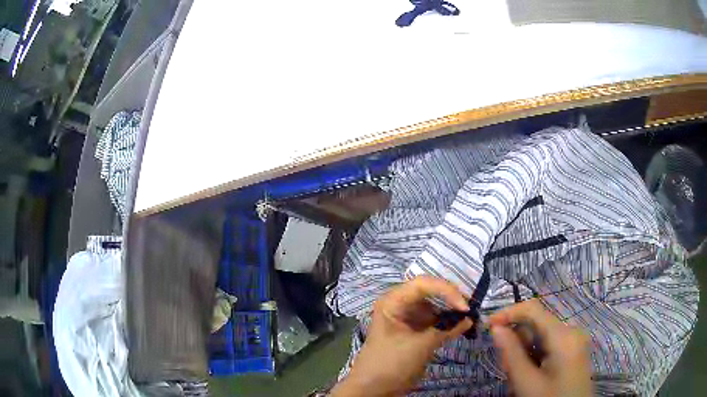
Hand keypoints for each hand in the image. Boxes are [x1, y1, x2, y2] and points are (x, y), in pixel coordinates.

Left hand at [332, 276, 472, 396]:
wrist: (374, 389)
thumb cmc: (391, 363)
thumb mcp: (420, 346)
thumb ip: (446, 330)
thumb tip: (469, 319)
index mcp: (393, 301)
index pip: (423, 284)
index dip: (446, 290)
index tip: (464, 307)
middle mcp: (400, 304)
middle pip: (431, 292)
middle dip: (452, 298)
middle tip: (472, 307)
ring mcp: (408, 318)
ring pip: (435, 306)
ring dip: (452, 310)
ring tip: (471, 315)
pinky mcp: (415, 331)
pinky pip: (435, 321)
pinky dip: (448, 322)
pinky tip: (463, 325)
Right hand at [489, 299, 592, 396]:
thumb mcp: (526, 382)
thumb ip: (511, 353)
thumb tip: (496, 328)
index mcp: (564, 335)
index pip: (534, 309)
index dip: (509, 312)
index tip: (487, 326)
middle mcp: (572, 331)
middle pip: (537, 325)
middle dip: (517, 341)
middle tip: (505, 367)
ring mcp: (574, 341)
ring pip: (541, 337)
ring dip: (525, 352)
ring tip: (519, 377)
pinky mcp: (573, 351)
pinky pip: (549, 345)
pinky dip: (534, 357)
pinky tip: (531, 375)